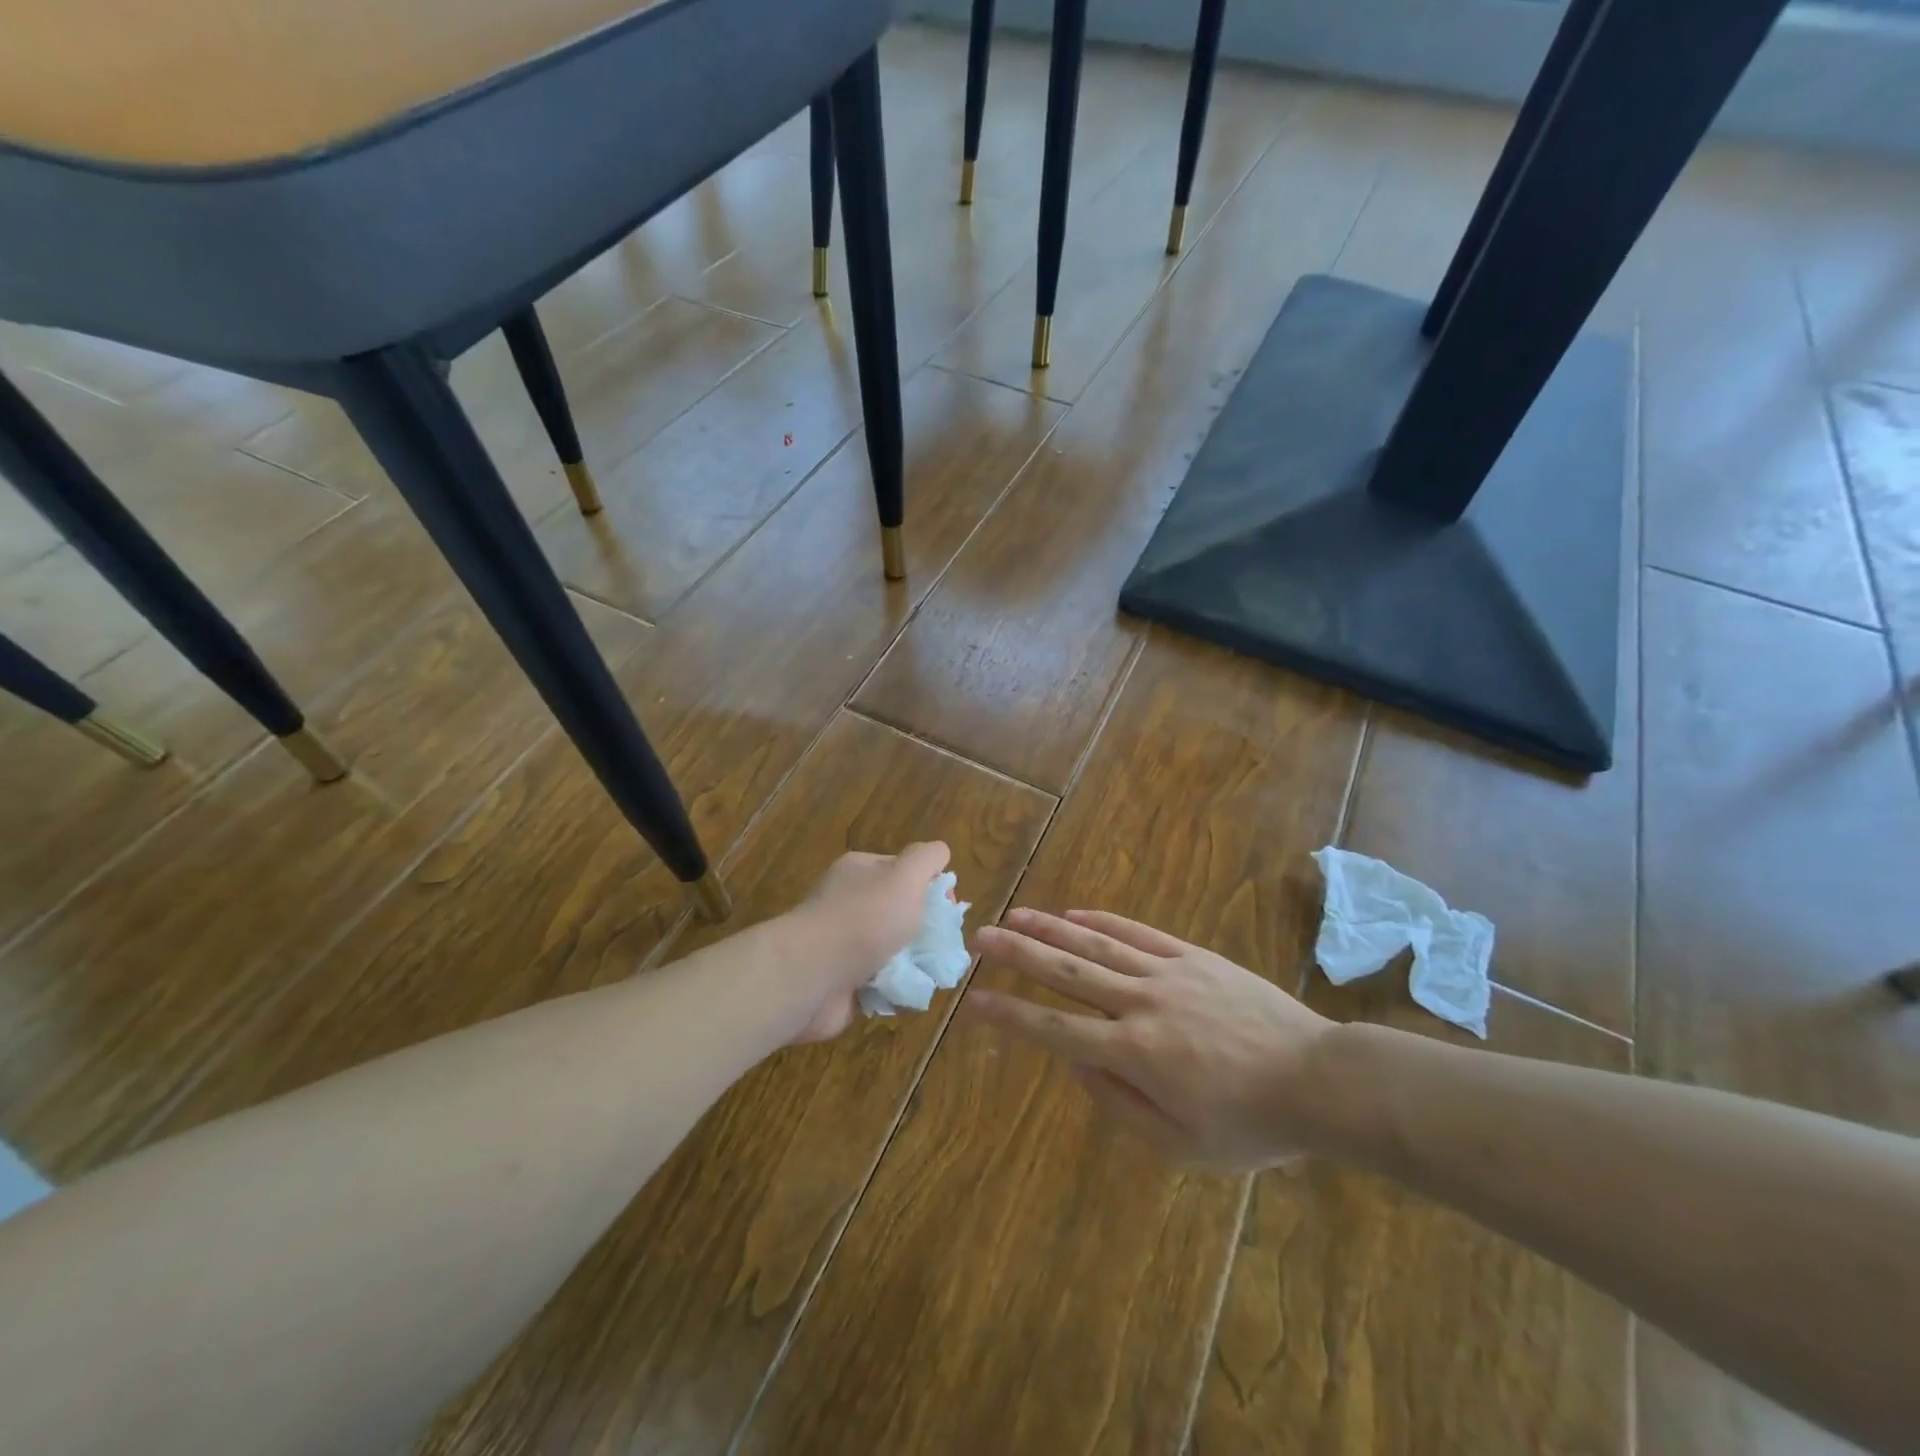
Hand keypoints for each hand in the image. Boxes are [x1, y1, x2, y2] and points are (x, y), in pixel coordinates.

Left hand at [784, 842, 950, 1042]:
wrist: (811, 976)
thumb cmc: (864, 919)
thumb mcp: (905, 877)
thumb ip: (926, 858)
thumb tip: (940, 852)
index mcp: (860, 872)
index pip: (903, 871)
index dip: (931, 887)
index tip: (948, 910)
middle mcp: (849, 904)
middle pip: (901, 914)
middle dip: (926, 932)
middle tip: (943, 948)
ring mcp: (844, 946)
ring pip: (894, 953)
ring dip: (915, 966)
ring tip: (931, 977)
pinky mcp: (842, 983)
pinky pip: (881, 986)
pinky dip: (897, 993)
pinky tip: (908, 997)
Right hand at [969, 908, 1331, 1169]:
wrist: (1318, 1080)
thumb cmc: (1250, 1124)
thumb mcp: (1181, 1144)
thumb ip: (1120, 1103)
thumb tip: (1075, 1062)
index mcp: (1135, 1054)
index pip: (1057, 1030)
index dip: (1012, 1015)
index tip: (975, 1001)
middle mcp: (1141, 1004)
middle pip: (1067, 972)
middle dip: (1019, 954)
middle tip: (980, 936)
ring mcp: (1167, 972)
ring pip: (1096, 943)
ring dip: (1051, 928)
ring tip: (1015, 915)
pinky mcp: (1192, 955)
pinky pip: (1138, 932)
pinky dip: (1102, 920)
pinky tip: (1075, 912)